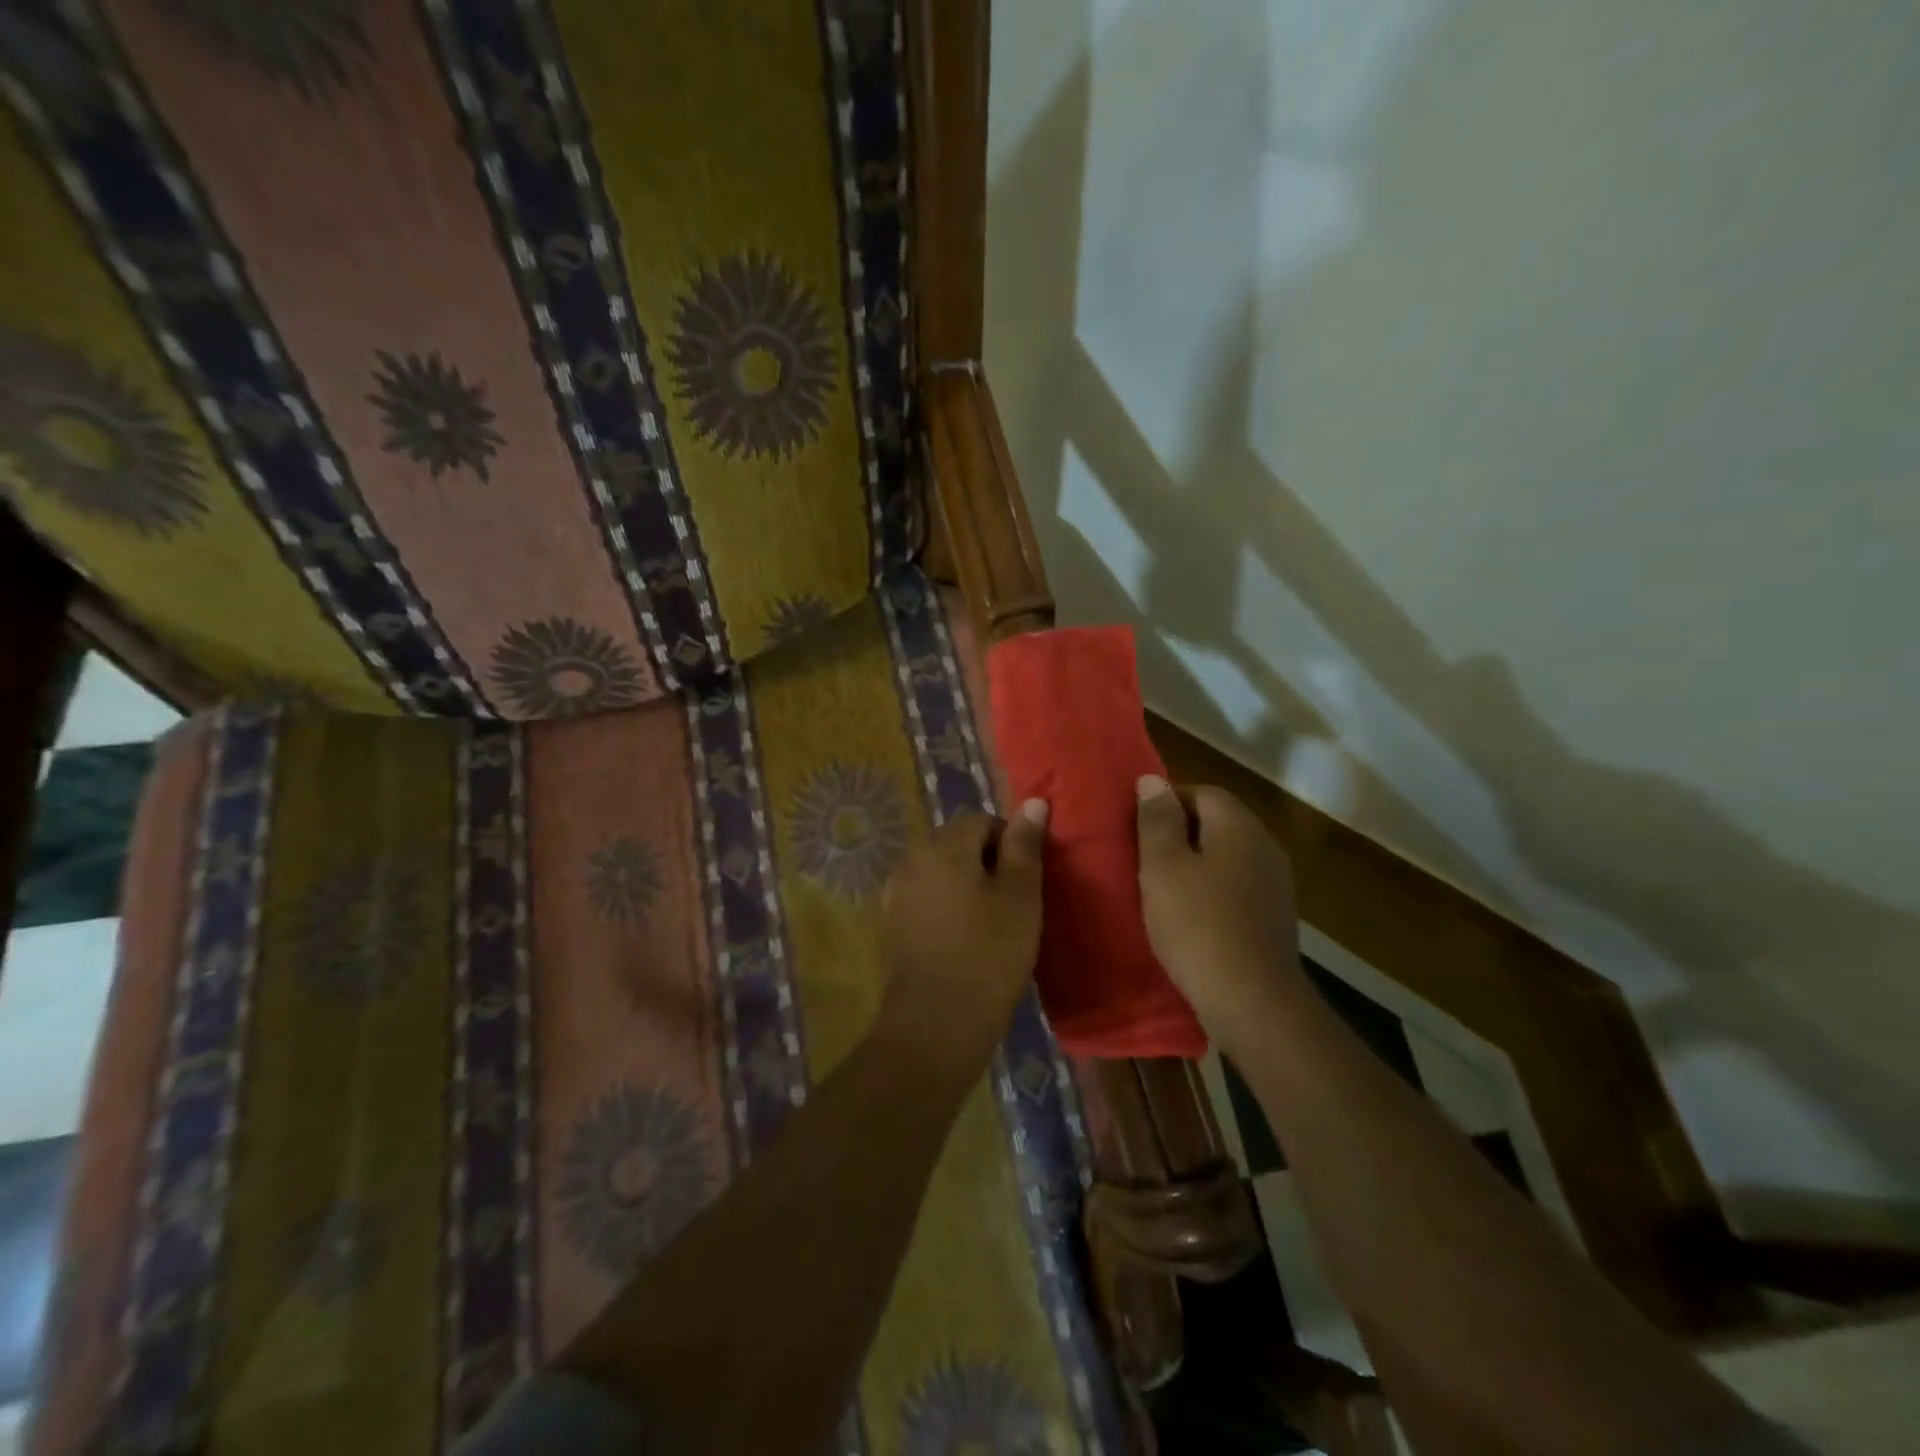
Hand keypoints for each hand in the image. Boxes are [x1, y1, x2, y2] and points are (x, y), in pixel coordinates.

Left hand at [878, 802, 1047, 1075]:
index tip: (1026, 880)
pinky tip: (961, 938)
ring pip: (940, 871)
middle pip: (956, 843)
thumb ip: (1024, 844)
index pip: (981, 820)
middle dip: (985, 862)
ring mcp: (896, 891)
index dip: (1009, 843)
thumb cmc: (990, 952)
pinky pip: (925, 898)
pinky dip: (944, 906)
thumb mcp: (1021, 895)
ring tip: (989, 922)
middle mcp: (913, 858)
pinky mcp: (891, 922)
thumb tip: (1033, 801)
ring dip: (964, 884)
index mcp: (944, 845)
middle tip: (1012, 902)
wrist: (937, 1021)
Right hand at [1136, 775, 1301, 1049]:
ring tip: (1159, 886)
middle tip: (1141, 856)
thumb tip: (1153, 779)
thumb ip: (1157, 820)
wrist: (1252, 1001)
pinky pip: (1236, 886)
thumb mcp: (1163, 867)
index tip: (1135, 826)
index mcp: (1239, 826)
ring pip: (1227, 856)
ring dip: (1195, 863)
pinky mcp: (1274, 915)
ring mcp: (1275, 882)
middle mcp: (1264, 845)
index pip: (1201, 791)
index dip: (1165, 802)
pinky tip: (1189, 915)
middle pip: (1217, 821)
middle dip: (1178, 832)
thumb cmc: (1197, 925)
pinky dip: (1211, 890)